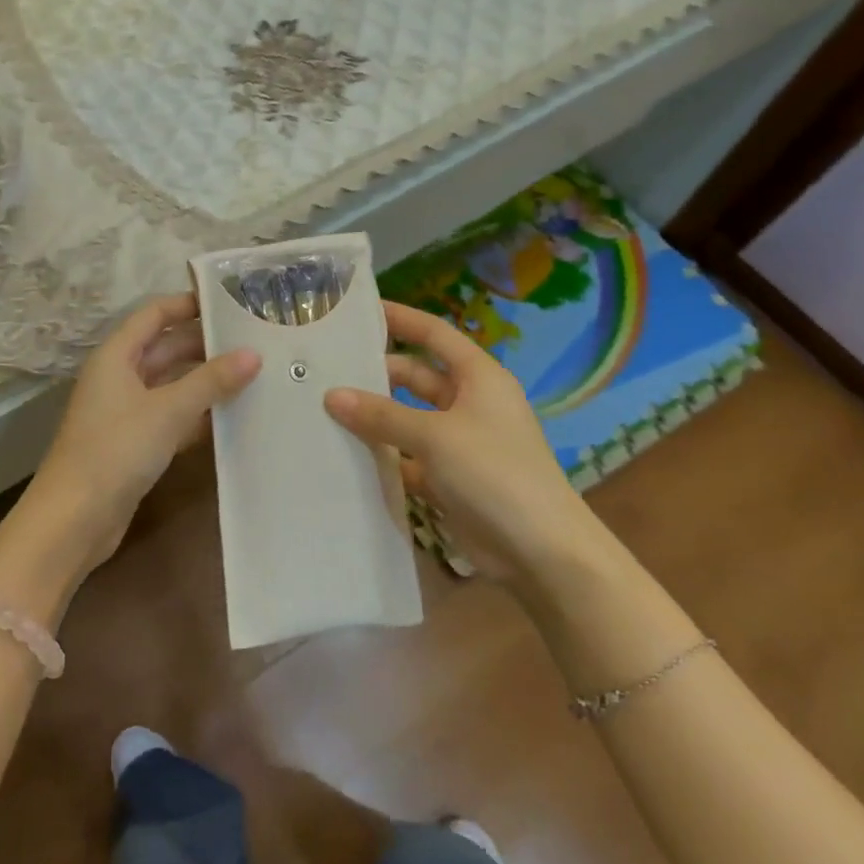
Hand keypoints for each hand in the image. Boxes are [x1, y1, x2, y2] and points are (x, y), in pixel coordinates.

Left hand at [28, 293, 260, 575]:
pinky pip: (172, 417)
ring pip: (172, 385)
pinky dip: (198, 415)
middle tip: (255, 340)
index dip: (188, 304)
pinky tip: (232, 417)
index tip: (230, 301)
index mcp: (116, 356)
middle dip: (206, 345)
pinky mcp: (135, 443)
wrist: (74, 519)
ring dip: (206, 381)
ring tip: (254, 374)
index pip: (155, 314)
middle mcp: (119, 377)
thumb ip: (211, 381)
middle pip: (166, 349)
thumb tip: (253, 354)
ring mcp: (126, 412)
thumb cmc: (116, 450)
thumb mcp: (167, 410)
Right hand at [324, 301, 602, 589]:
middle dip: (376, 374)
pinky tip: (345, 455)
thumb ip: (381, 415)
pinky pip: (407, 457)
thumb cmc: (494, 474)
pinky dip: (383, 456)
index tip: (359, 311)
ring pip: (407, 419)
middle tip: (325, 371)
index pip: (434, 334)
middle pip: (415, 377)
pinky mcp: (449, 478)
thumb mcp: (435, 436)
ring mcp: (459, 443)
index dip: (401, 318)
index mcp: (478, 378)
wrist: (540, 552)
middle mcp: (469, 403)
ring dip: (374, 417)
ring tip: (323, 410)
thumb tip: (331, 395)